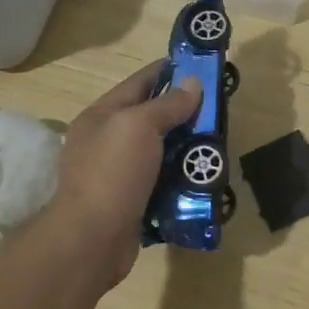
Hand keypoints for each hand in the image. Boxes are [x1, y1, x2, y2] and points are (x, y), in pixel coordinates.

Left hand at [47, 62, 201, 286]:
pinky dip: (179, 178)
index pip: (140, 82)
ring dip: (185, 148)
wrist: (91, 241)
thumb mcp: (139, 127)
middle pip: (150, 118)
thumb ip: (167, 104)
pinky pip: (160, 182)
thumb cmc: (112, 173)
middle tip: (218, 110)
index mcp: (101, 115)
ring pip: (158, 152)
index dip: (169, 71)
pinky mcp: (129, 202)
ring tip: (215, 144)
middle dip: (183, 112)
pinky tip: (201, 177)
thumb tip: (192, 83)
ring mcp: (116, 174)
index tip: (201, 68)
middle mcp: (106, 141)